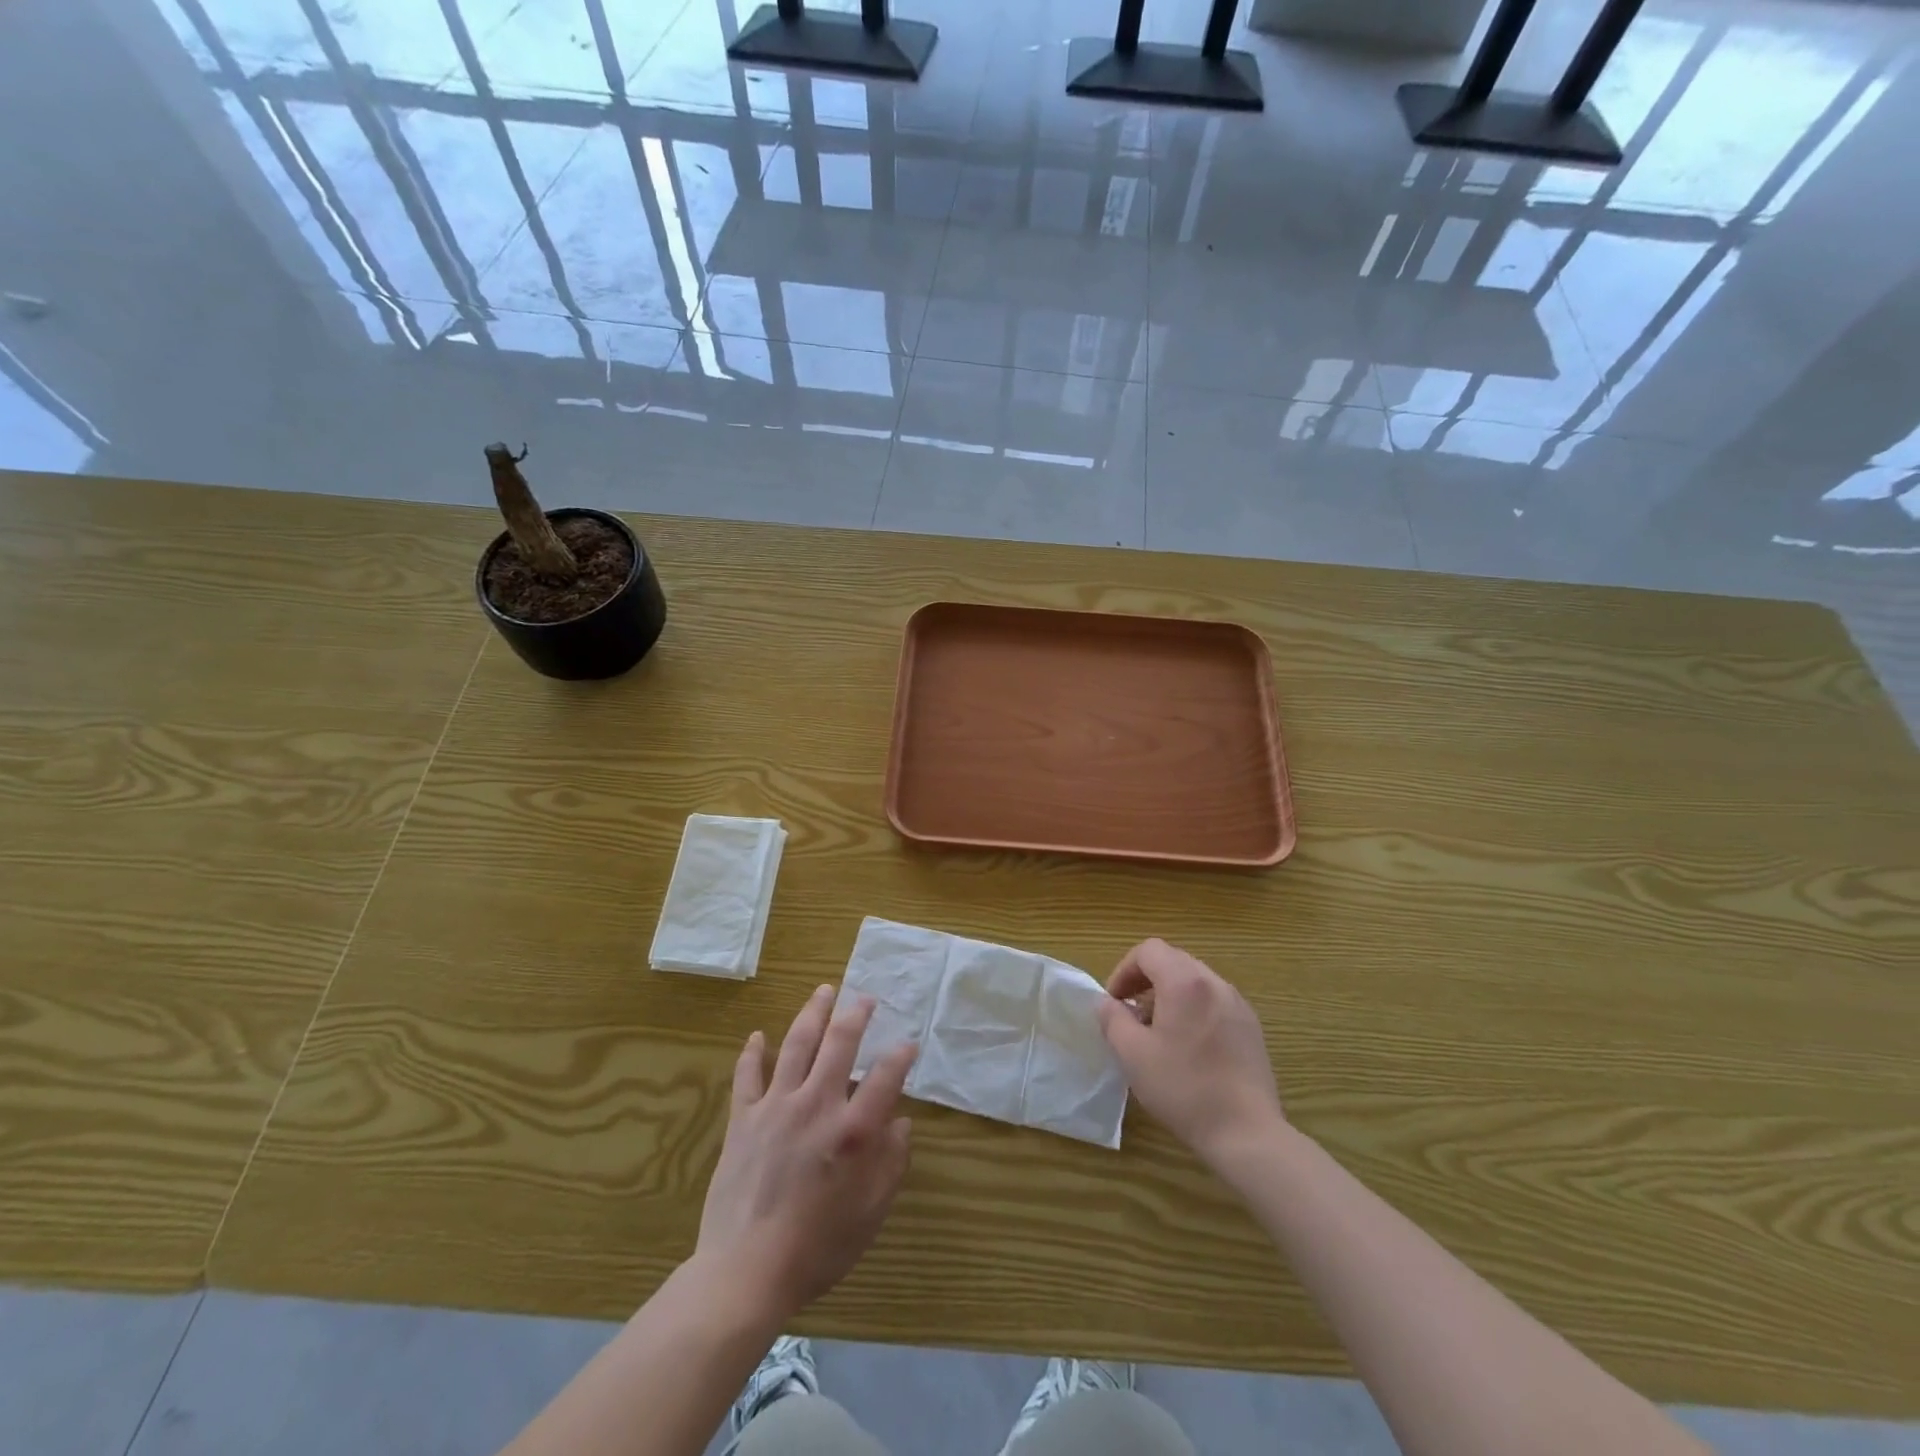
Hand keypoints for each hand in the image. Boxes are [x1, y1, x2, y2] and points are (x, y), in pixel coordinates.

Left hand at [696, 985, 916, 1323]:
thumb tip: (901, 1123)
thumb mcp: (871, 1214)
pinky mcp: (743, 1119)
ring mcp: (776, 1107)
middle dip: (856, 1014)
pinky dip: (753, 1052)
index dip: (901, 1055)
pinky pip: (747, 1076)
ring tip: (824, 991)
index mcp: (853, 1130)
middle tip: (864, 997)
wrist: (744, 1272)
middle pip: (839, 1043)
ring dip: (813, 1014)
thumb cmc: (817, 1248)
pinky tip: (757, 1035)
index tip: (909, 1043)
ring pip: (796, 1044)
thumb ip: (891, 1164)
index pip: (886, 1076)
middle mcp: (817, 1105)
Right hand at [1097, 939, 1284, 1168]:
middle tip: (1131, 1014)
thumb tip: (1106, 1003)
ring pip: (1195, 981)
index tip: (1115, 1001)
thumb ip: (1113, 1019)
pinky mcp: (1251, 1027)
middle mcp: (1214, 983)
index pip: (1149, 950)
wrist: (1246, 1133)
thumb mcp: (1133, 1055)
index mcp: (1185, 982)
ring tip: (1158, 1032)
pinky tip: (1189, 1047)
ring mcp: (1238, 1004)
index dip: (1125, 970)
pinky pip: (1214, 1001)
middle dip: (1146, 980)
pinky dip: (1193, 1009)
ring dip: (1169, 994)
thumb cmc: (1183, 1088)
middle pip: (1173, 961)